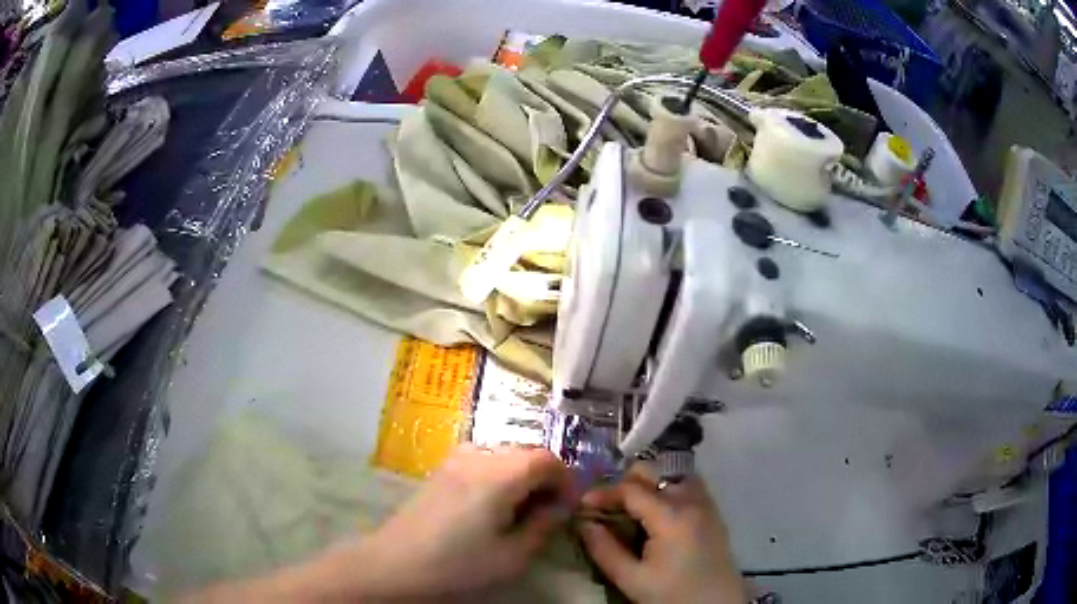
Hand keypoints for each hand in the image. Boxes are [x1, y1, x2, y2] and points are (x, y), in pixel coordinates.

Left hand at [348, 444, 572, 597]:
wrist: (395, 564)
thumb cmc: (457, 565)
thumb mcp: (512, 556)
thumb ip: (544, 526)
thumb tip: (562, 506)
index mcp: (499, 475)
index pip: (547, 459)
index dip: (567, 480)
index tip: (569, 507)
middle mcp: (478, 456)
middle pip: (526, 453)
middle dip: (545, 478)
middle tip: (547, 512)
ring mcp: (455, 458)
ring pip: (505, 454)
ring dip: (522, 476)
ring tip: (520, 510)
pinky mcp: (442, 468)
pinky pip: (483, 460)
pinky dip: (500, 475)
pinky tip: (492, 505)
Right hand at [578, 464, 745, 603]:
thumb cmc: (672, 595)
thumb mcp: (631, 579)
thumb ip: (604, 549)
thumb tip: (584, 523)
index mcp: (670, 516)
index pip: (631, 489)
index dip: (603, 493)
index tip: (582, 505)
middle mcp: (691, 500)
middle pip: (654, 473)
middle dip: (625, 484)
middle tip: (607, 506)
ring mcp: (707, 504)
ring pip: (674, 475)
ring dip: (650, 484)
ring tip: (631, 508)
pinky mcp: (714, 513)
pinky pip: (689, 486)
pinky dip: (669, 489)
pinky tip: (657, 514)